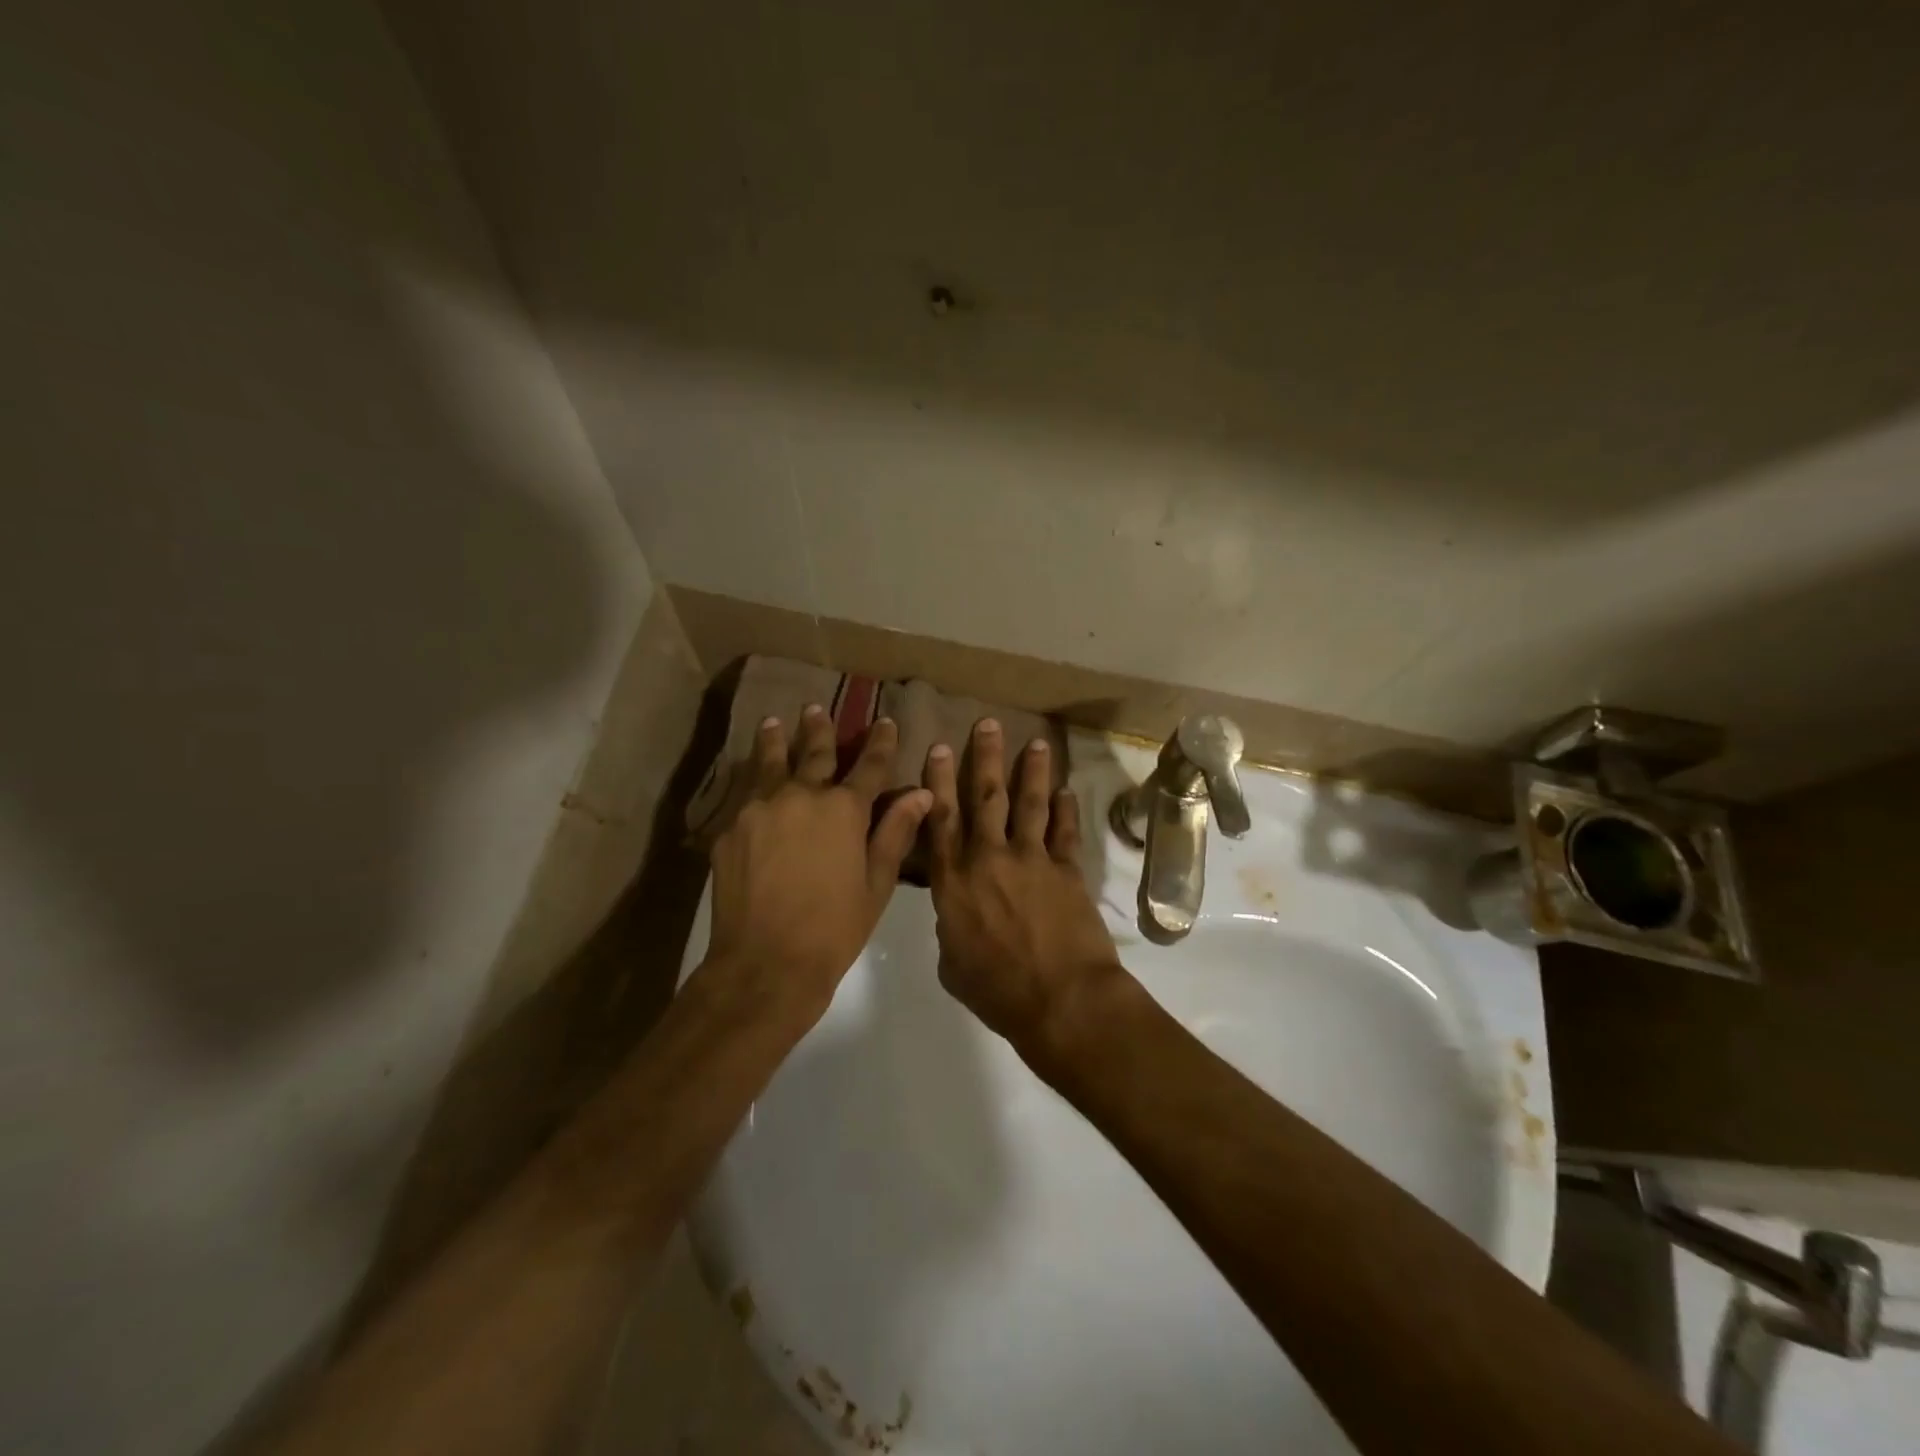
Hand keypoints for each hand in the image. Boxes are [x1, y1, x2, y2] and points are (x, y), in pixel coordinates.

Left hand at [704, 706, 931, 1024]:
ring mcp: (759, 809)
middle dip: (820, 729)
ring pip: (770, 764)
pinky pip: (745, 795)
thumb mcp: (877, 883)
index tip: (885, 722)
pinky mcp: (729, 829)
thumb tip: (921, 792)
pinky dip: (752, 781)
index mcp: (844, 809)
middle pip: (814, 753)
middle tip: (816, 708)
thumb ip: (895, 832)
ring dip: (776, 740)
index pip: (870, 765)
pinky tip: (749, 777)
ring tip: (774, 722)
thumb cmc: (834, 928)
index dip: (881, 742)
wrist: (765, 964)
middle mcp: (801, 796)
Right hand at [924, 719, 1128, 1066]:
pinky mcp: (1067, 870)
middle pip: (985, 797)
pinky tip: (1067, 790)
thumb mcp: (953, 965)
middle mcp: (990, 858)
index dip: (938, 782)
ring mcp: (1032, 860)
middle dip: (985, 758)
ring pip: (1029, 804)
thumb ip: (951, 928)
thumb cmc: (997, 991)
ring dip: (1031, 771)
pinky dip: (1067, 810)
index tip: (938, 748)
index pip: (941, 820)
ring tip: (1035, 742)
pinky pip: (1065, 832)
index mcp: (954, 881)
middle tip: (987, 724)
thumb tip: (957, 913)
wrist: (1061, 1001)